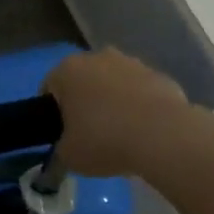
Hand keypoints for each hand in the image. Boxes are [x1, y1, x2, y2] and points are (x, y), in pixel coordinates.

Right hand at [44, 49, 202, 179]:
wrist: (164, 137)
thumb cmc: (105, 141)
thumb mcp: (69, 156)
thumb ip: (61, 148)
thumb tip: (67, 147)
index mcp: (67, 70)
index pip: (49, 88)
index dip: (53, 114)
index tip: (63, 135)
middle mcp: (97, 57)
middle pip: (83, 81)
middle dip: (85, 103)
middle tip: (90, 135)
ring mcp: (131, 63)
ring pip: (114, 83)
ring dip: (114, 102)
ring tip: (122, 135)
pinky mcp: (159, 75)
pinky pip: (141, 92)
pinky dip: (140, 107)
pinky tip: (146, 132)